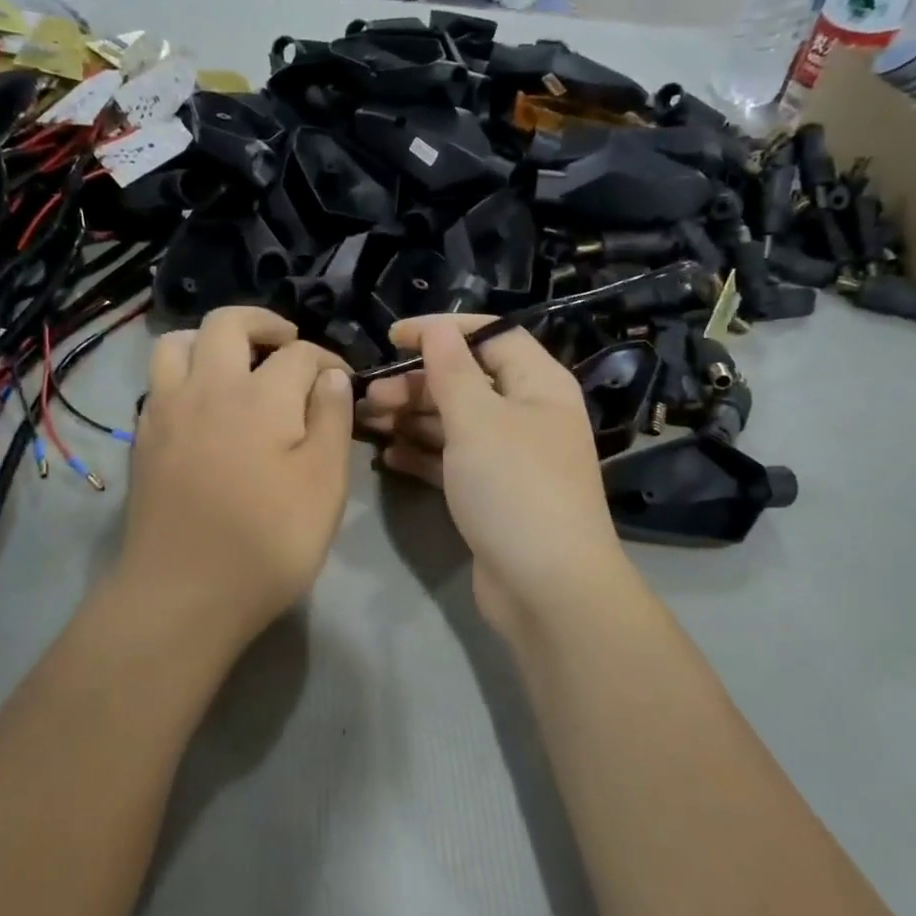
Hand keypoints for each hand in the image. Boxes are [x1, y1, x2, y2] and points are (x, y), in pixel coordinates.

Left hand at [120, 307, 353, 652]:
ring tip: (235, 364)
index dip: (328, 360)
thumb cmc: (268, 541)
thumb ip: (332, 420)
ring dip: (209, 340)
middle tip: (287, 343)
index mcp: (261, 396)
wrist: (184, 593)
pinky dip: (183, 376)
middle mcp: (207, 387)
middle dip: (264, 323)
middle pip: (227, 323)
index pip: (300, 354)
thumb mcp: (324, 484)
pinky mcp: (143, 440)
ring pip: (176, 343)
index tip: (343, 380)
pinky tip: (203, 408)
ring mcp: (166, 411)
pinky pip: (158, 383)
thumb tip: (330, 376)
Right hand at [360, 316, 631, 633]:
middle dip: (418, 383)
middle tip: (371, 396)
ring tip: (369, 421)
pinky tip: (389, 456)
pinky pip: (453, 461)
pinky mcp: (492, 494)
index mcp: (538, 385)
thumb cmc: (515, 487)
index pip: (491, 336)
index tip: (393, 336)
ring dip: (413, 418)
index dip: (443, 331)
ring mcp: (510, 458)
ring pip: (456, 423)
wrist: (546, 587)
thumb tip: (436, 328)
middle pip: (468, 381)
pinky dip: (423, 454)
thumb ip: (451, 371)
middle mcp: (528, 415)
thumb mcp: (478, 420)